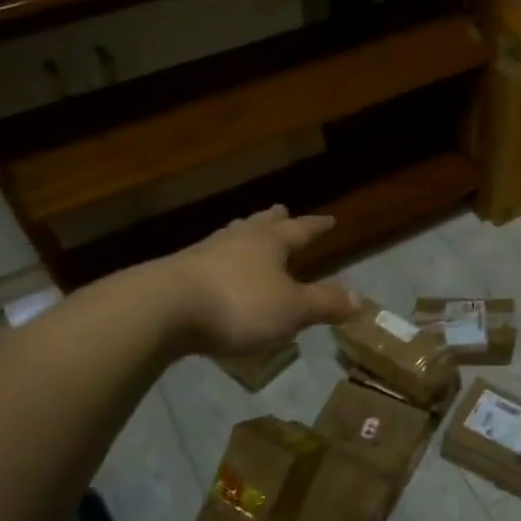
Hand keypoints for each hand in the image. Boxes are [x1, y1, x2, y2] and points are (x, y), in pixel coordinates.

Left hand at [154, 205, 357, 355]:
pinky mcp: (176, 273)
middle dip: (274, 219)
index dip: (316, 226)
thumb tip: (358, 300)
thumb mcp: (292, 310)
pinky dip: (220, 259)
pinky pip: (207, 259)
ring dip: (244, 233)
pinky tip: (214, 268)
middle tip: (281, 210)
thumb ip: (324, 303)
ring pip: (231, 236)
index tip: (330, 219)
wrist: (161, 310)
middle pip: (260, 224)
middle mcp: (238, 240)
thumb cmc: (238, 305)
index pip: (300, 229)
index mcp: (270, 243)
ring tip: (247, 231)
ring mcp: (203, 253)